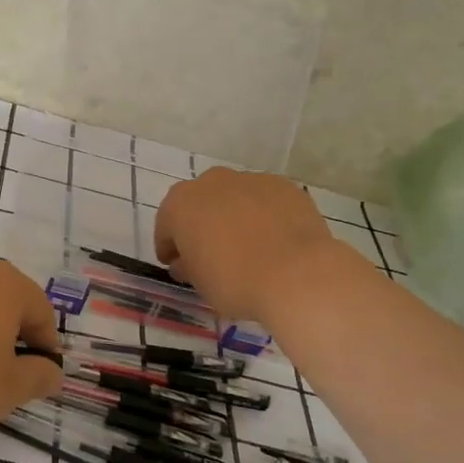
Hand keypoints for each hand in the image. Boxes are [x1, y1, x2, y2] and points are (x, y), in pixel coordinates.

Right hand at [155, 168, 362, 322]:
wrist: (297, 273)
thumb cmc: (234, 280)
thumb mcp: (200, 283)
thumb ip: (187, 266)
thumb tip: (185, 262)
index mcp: (180, 204)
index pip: (166, 226)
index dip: (169, 246)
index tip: (175, 264)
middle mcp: (211, 182)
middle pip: (199, 204)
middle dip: (201, 224)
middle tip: (210, 253)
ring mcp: (250, 180)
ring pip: (234, 198)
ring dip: (234, 217)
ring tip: (248, 246)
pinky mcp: (283, 186)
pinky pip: (265, 201)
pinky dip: (264, 216)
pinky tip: (274, 240)